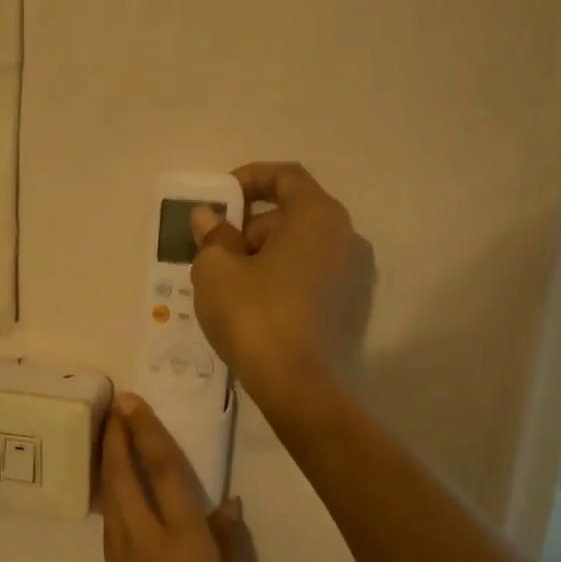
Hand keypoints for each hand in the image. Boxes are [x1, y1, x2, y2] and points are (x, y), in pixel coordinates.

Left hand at [99, 393, 245, 561]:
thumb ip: (227, 544)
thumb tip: (227, 505)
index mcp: (182, 538)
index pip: (163, 471)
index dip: (148, 432)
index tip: (133, 402)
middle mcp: (144, 536)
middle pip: (123, 474)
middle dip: (116, 436)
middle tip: (115, 406)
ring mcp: (121, 553)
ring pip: (111, 494)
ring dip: (109, 460)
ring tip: (111, 434)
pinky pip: (111, 517)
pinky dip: (112, 491)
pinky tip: (116, 487)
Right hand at [189, 161, 356, 414]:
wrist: (296, 385)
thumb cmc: (254, 315)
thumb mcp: (216, 270)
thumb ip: (212, 235)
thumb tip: (208, 217)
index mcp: (318, 216)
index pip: (286, 176)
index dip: (249, 179)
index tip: (219, 200)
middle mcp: (345, 236)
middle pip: (291, 214)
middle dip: (249, 226)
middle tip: (215, 251)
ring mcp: (352, 273)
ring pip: (299, 247)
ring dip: (262, 254)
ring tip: (228, 283)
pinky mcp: (348, 305)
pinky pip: (308, 274)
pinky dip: (280, 277)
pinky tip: (253, 304)